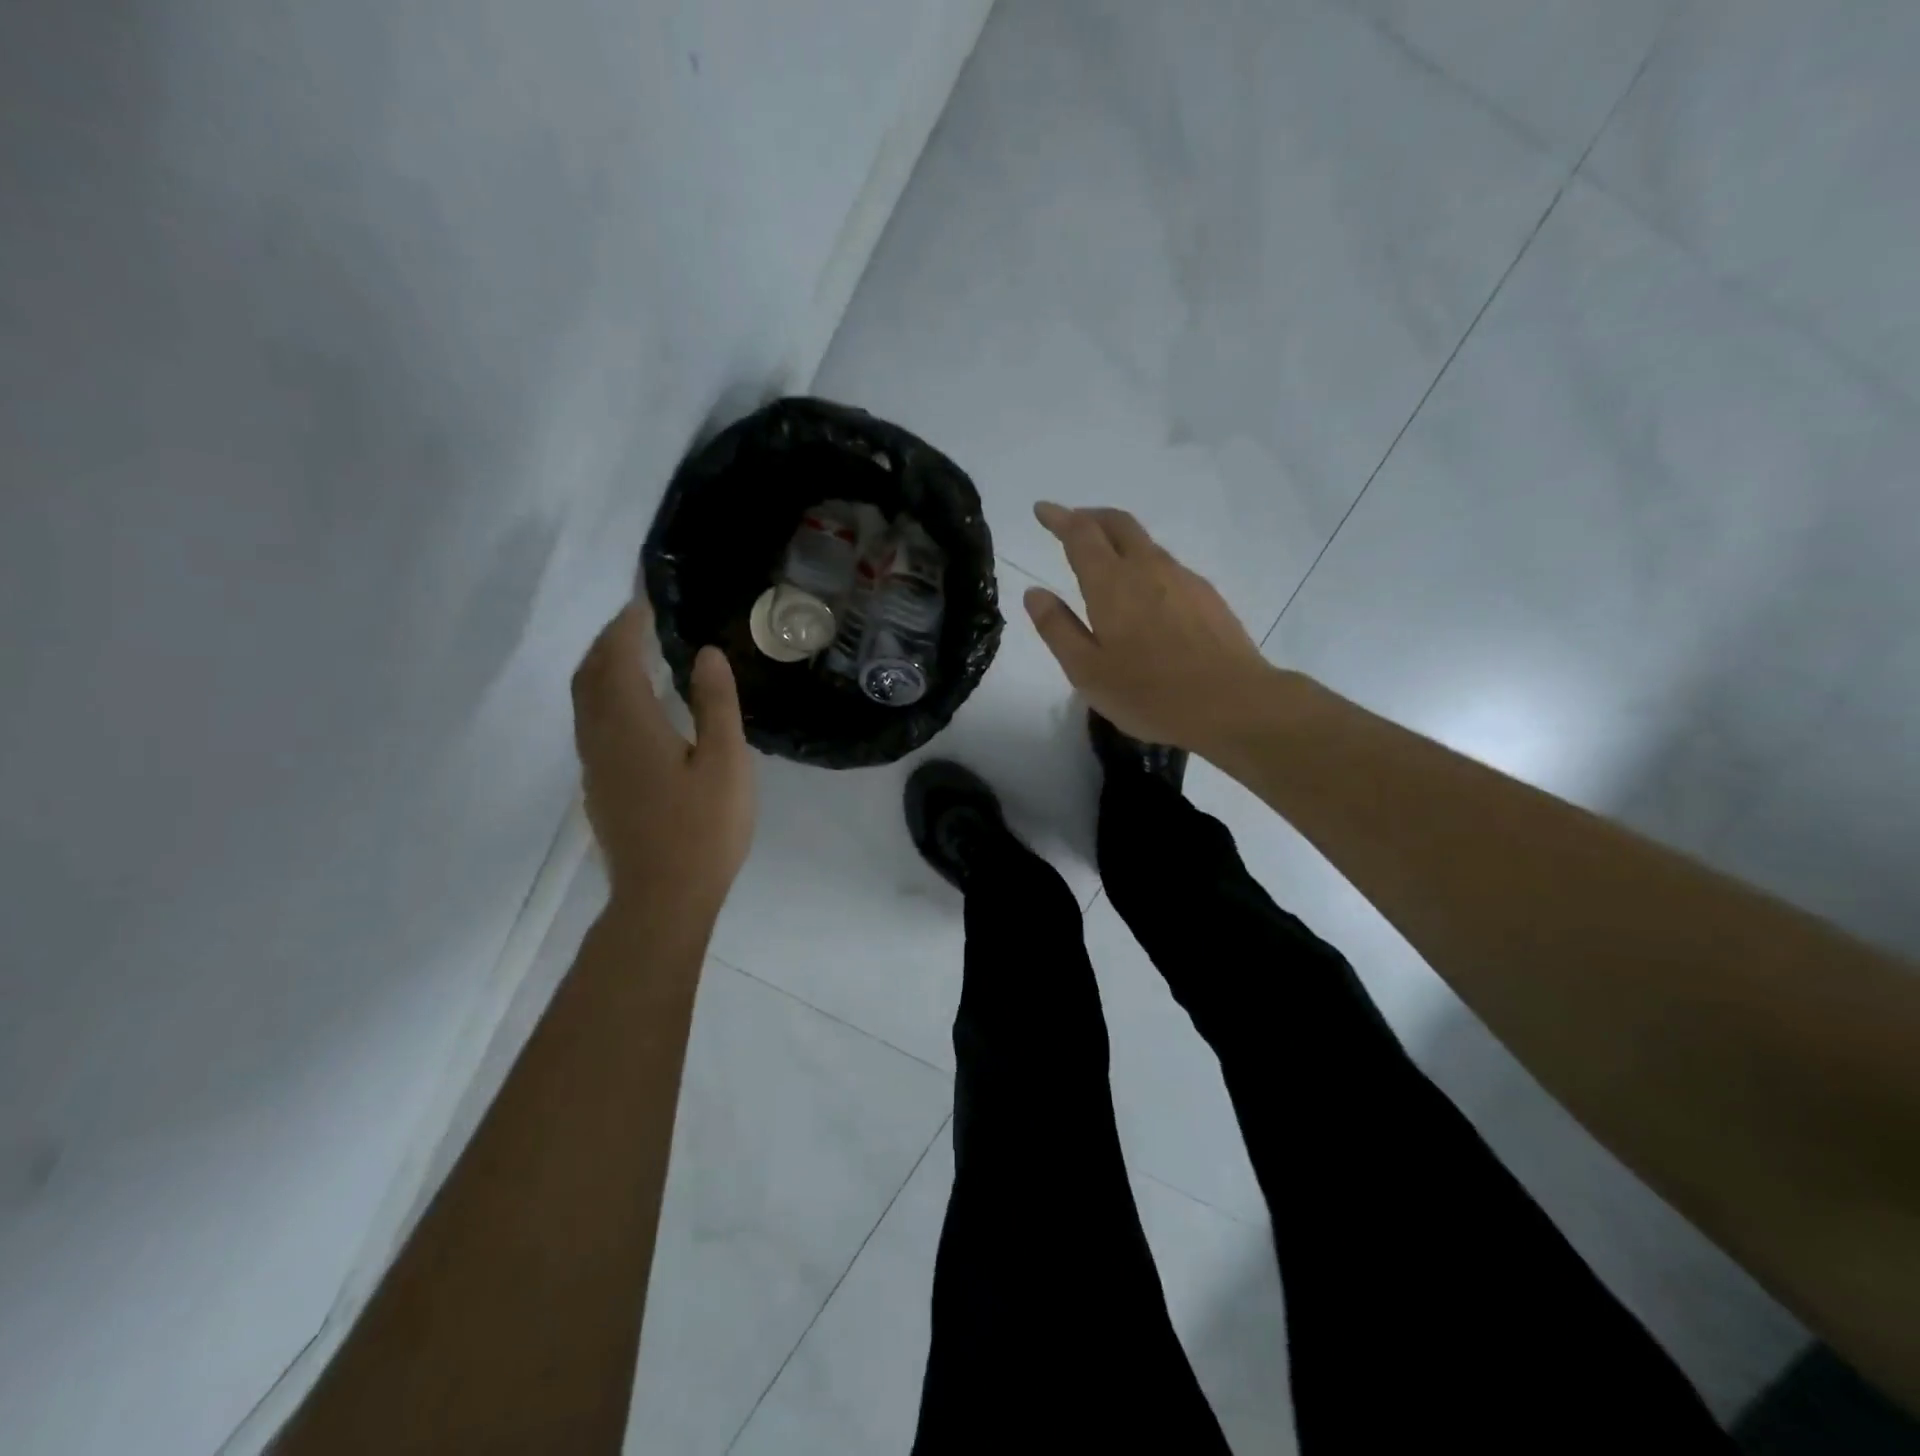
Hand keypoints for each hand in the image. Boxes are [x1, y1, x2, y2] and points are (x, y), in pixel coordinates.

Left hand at [571, 602, 753, 921]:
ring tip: (631, 654)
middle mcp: (600, 737)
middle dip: (607, 641)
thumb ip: (716, 704)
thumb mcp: (726, 762)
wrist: (663, 898)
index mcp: (631, 725)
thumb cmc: (703, 830)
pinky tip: (631, 707)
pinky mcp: (598, 787)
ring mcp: (594, 765)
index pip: (617, 659)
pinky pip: (590, 723)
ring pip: (584, 701)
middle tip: (635, 621)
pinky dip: (603, 697)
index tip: (642, 602)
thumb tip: (706, 654)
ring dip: (601, 668)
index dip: (626, 626)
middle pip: (589, 675)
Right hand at [1024, 502, 1280, 754]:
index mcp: (1111, 583)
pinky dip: (1144, 564)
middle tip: (1071, 522)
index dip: (1059, 517)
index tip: (1042, 509)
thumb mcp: (1087, 670)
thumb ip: (1057, 628)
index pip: (1080, 533)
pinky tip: (1144, 595)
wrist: (1231, 703)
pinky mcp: (1206, 596)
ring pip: (1145, 543)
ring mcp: (1183, 579)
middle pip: (1118, 523)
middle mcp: (1148, 568)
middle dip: (1090, 516)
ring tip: (1104, 561)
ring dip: (1119, 540)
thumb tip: (1035, 592)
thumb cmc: (1148, 693)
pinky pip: (1167, 566)